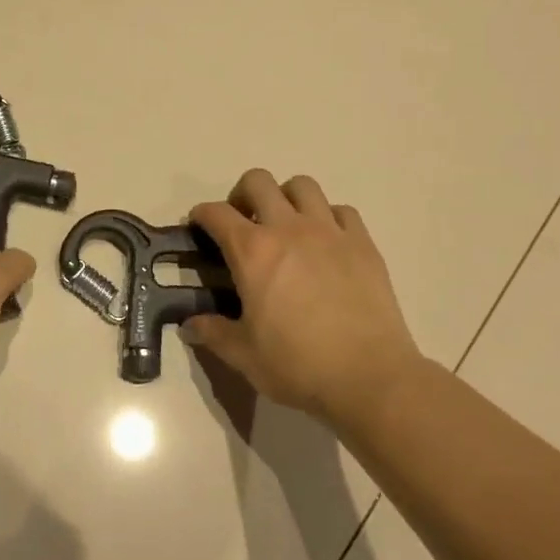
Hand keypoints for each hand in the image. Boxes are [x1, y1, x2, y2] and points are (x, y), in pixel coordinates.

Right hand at [185, 170, 426, 422]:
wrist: (369, 377)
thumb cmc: (297, 365)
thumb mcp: (243, 354)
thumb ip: (213, 332)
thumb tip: (191, 324)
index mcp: (252, 252)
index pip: (216, 213)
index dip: (201, 215)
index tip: (199, 227)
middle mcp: (289, 229)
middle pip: (259, 182)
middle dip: (242, 194)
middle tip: (242, 223)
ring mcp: (330, 232)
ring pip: (303, 186)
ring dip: (286, 197)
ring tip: (284, 225)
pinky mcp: (363, 244)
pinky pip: (341, 211)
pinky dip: (327, 218)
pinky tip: (325, 243)